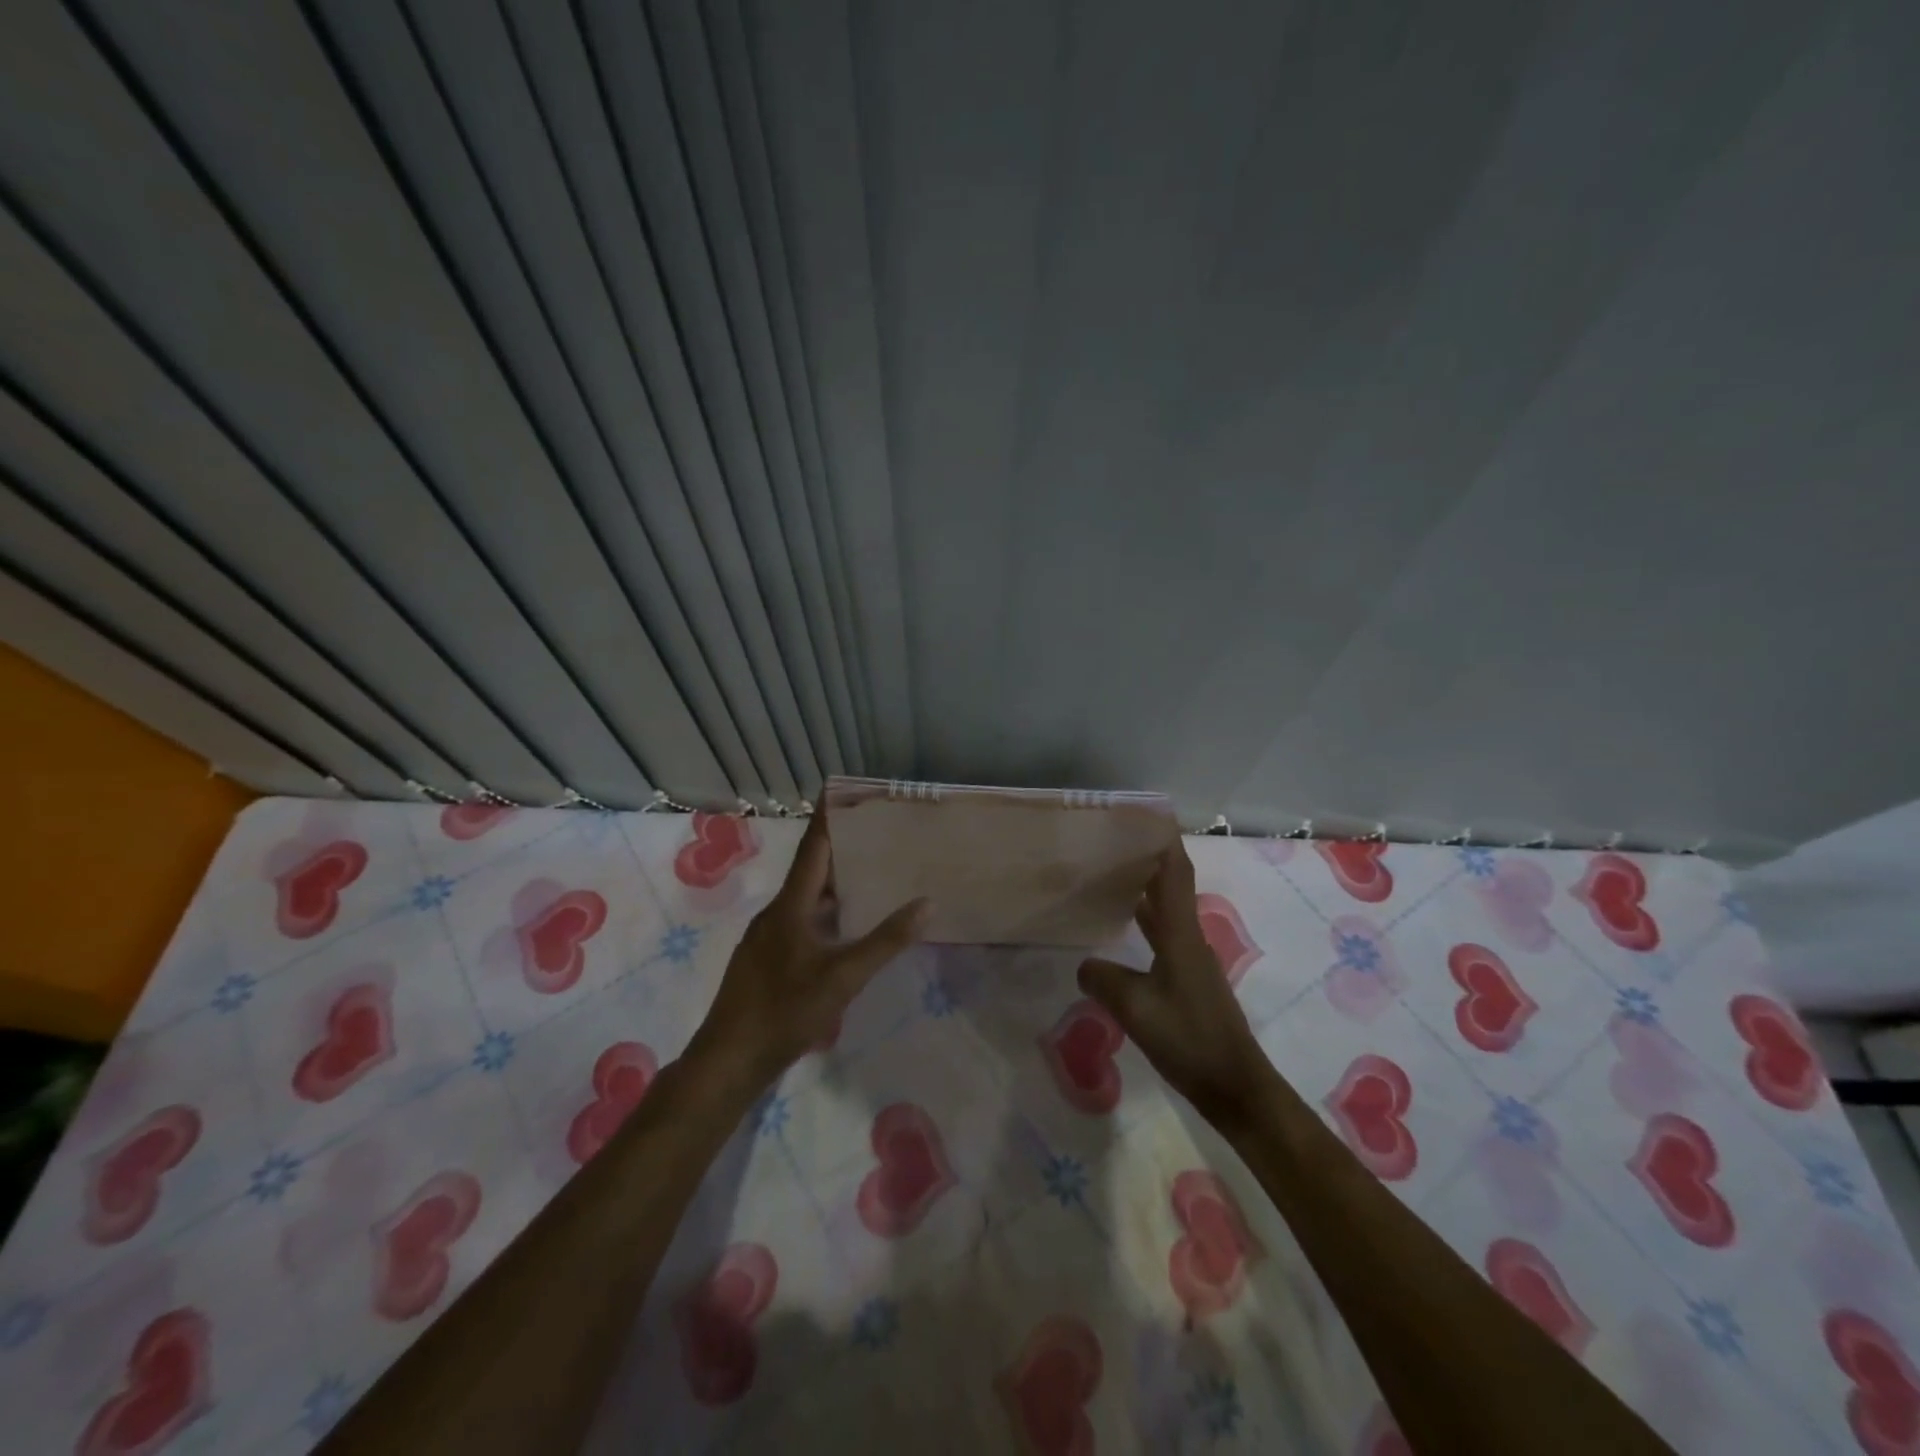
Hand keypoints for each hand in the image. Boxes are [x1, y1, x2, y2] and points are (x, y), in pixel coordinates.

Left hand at [682, 815, 929, 1099]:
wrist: (729, 1060)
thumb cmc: (785, 1011)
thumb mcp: (843, 977)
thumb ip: (885, 941)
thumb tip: (927, 904)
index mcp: (790, 906)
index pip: (813, 848)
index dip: (828, 818)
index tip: (842, 790)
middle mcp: (776, 913)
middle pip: (810, 870)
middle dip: (840, 849)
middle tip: (875, 834)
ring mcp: (767, 938)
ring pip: (805, 898)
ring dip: (834, 883)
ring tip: (869, 874)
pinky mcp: (766, 960)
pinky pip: (800, 920)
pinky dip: (825, 912)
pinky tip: (844, 927)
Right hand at [1078, 842, 1275, 1124]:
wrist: (1233, 1085)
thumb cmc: (1188, 1039)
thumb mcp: (1135, 1007)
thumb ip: (1104, 980)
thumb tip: (1084, 965)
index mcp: (1181, 935)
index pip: (1174, 874)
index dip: (1163, 842)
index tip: (1147, 815)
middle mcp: (1188, 939)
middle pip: (1171, 886)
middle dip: (1149, 858)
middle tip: (1116, 840)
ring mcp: (1190, 961)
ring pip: (1166, 911)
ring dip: (1146, 889)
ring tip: (1114, 872)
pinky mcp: (1187, 982)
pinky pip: (1162, 936)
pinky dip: (1144, 921)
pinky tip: (1124, 928)